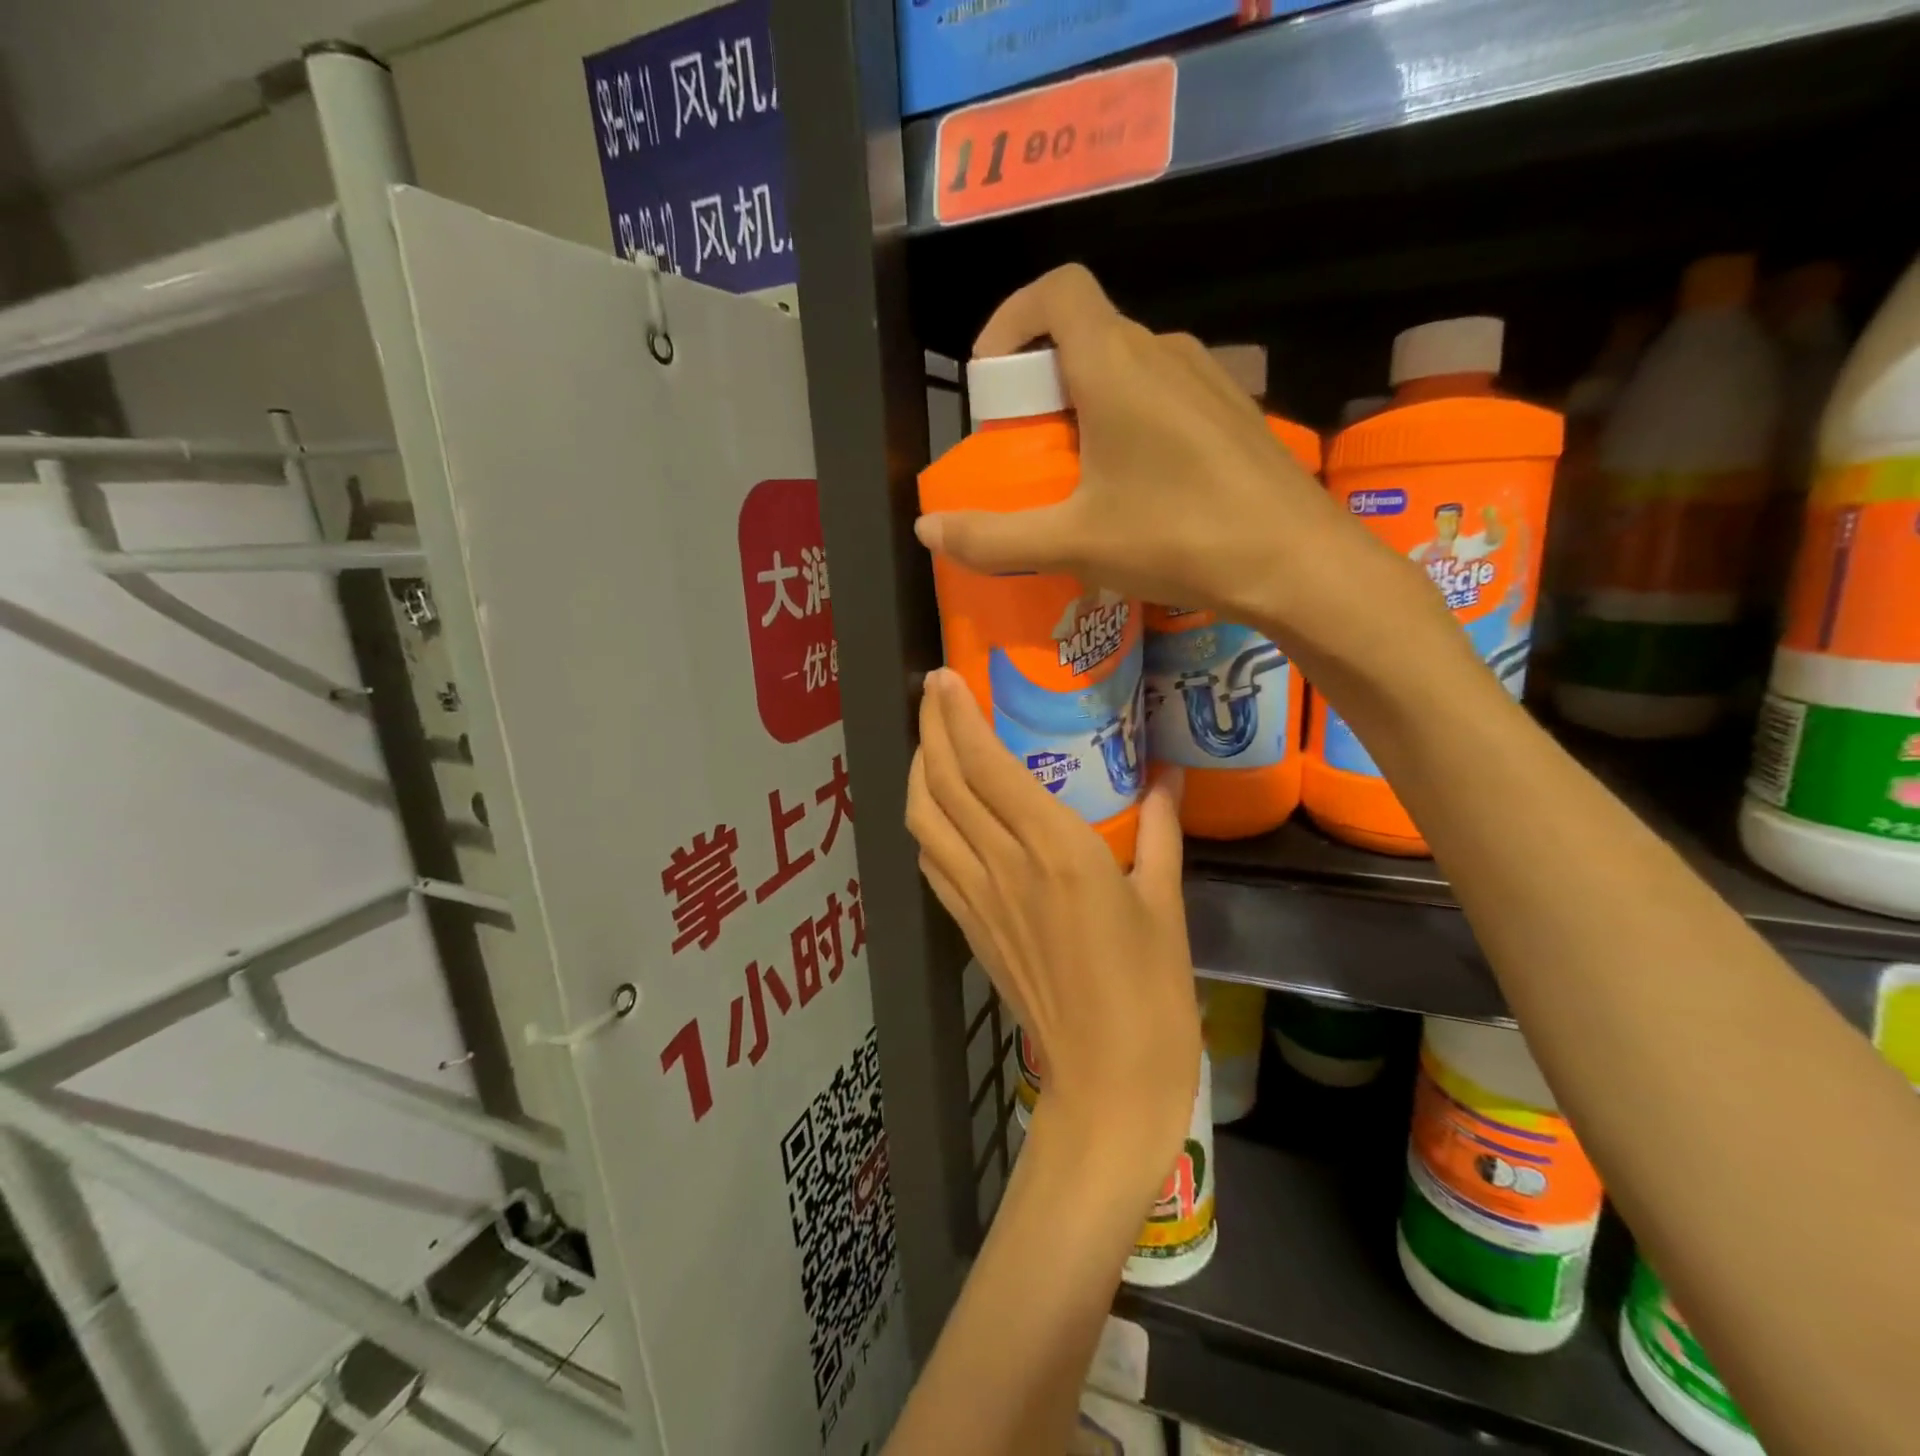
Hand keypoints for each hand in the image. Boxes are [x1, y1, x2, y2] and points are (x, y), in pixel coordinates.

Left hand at [906, 669, 1199, 1191]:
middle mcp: (1004, 865)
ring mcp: (976, 897)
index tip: (946, 678)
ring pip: (923, 818)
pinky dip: (924, 820)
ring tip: (931, 742)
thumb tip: (1166, 775)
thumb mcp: (1165, 902)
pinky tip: (937, 808)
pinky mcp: (966, 926)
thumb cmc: (1151, 992)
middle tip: (933, 692)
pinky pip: (930, 858)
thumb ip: (1162, 830)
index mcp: (1057, 851)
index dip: (958, 715)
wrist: (1107, 1081)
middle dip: (930, 727)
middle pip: (945, 781)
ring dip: (918, 771)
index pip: (987, 765)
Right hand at [914, 265, 1442, 675]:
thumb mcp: (1073, 542)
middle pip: (1085, 335)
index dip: (1010, 318)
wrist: (1297, 563)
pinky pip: (1162, 396)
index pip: (1056, 291)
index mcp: (1116, 364)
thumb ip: (994, 536)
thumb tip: (927, 531)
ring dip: (1084, 407)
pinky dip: (1127, 422)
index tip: (988, 378)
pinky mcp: (1231, 413)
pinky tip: (1132, 488)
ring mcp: (1206, 379)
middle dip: (1040, 382)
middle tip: (1024, 450)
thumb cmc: (1178, 537)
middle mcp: (1163, 352)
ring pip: (1125, 368)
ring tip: (1073, 476)